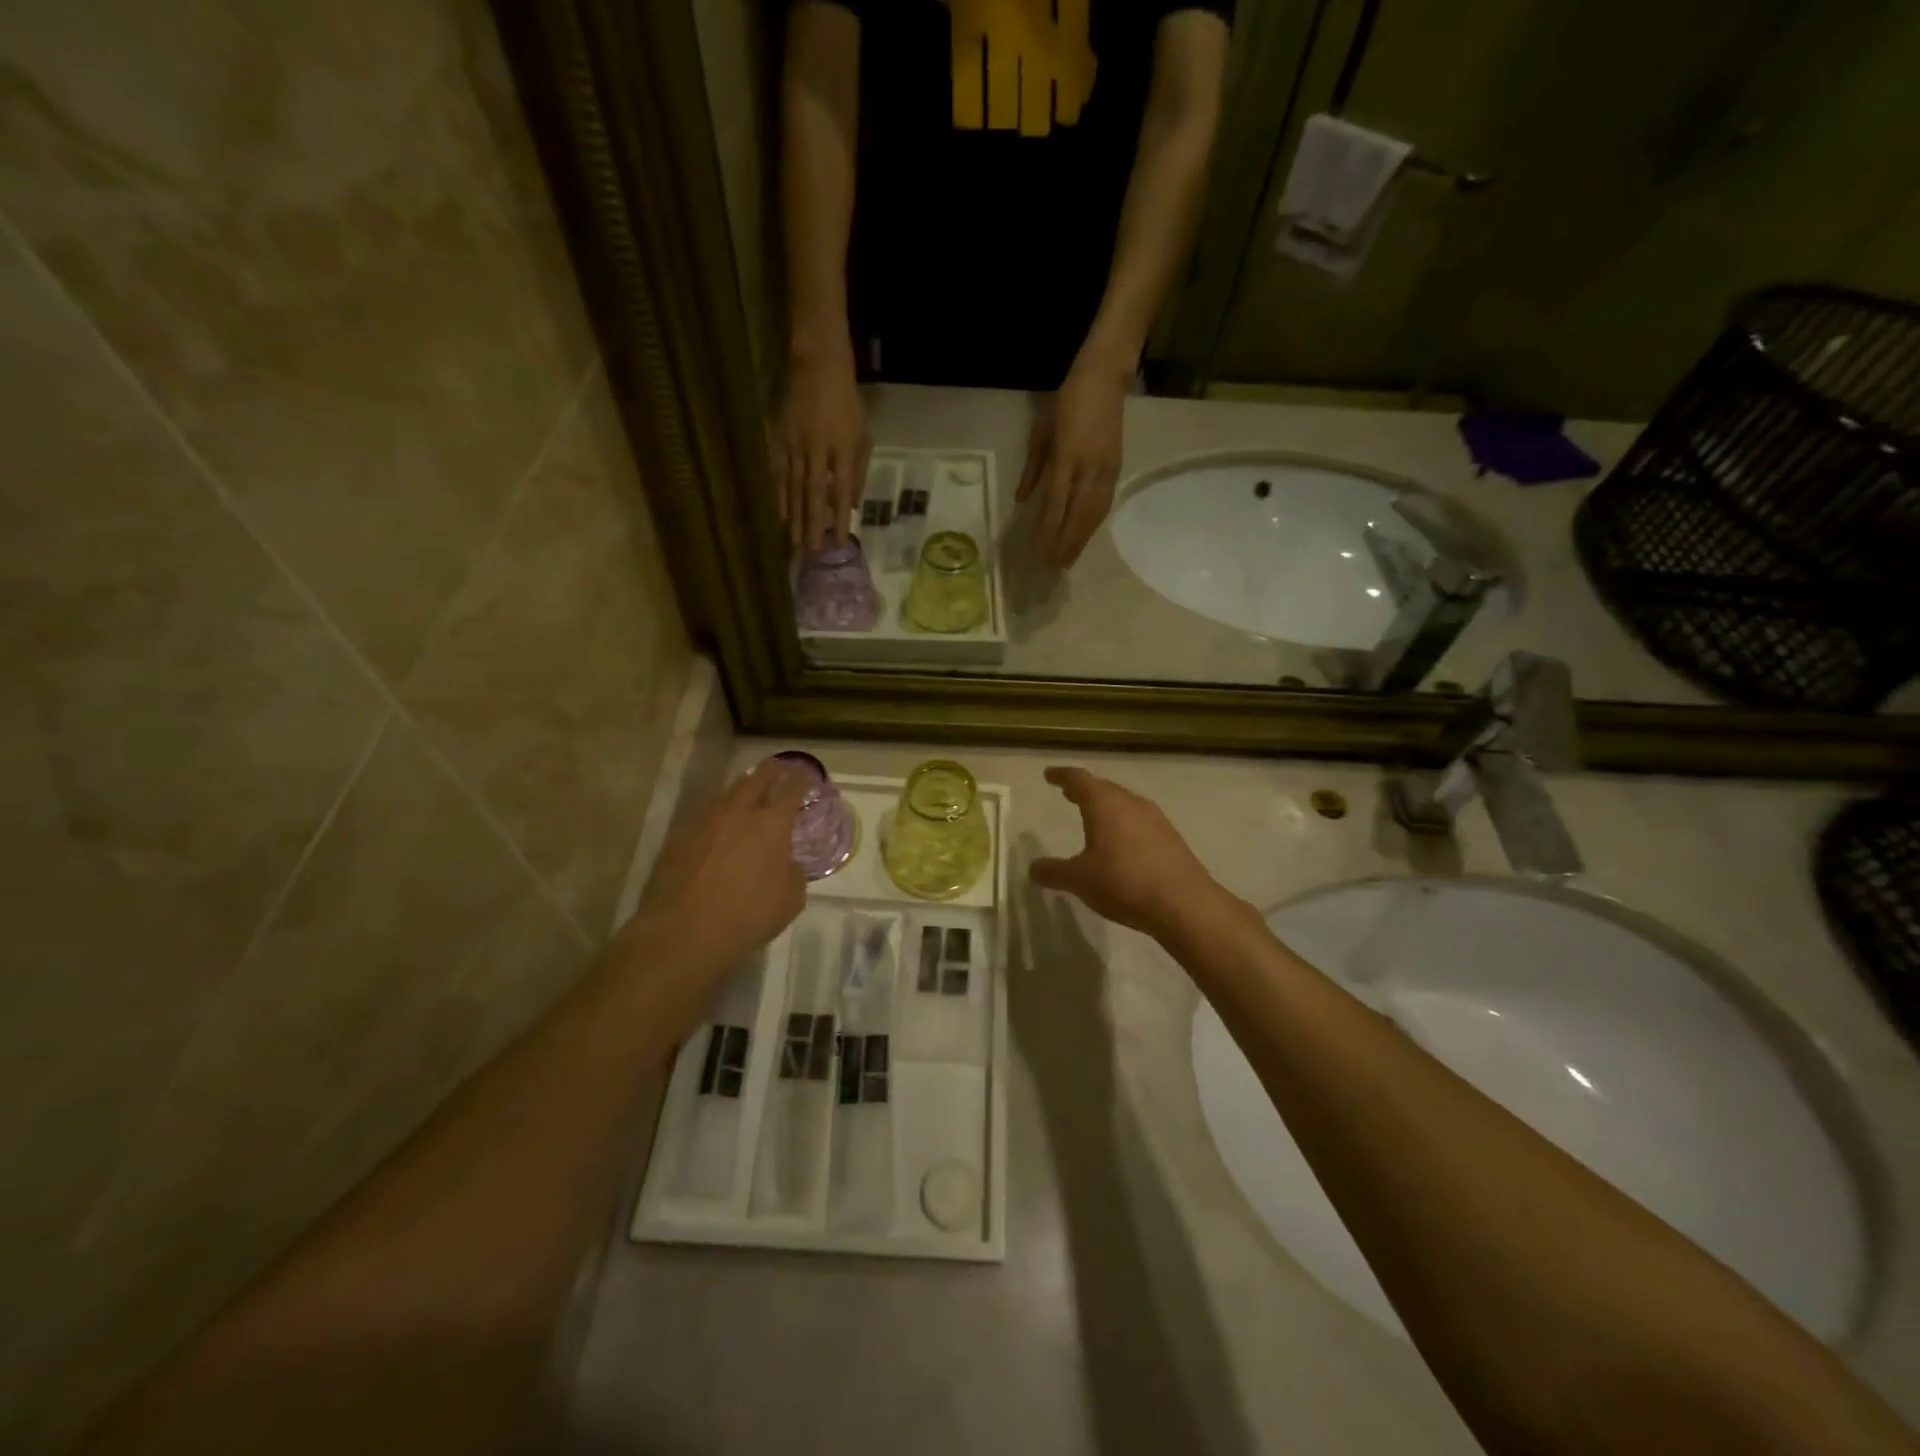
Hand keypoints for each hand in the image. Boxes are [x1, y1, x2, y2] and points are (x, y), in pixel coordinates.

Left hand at [630, 757, 811, 974]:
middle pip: (757, 778)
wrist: (682, 932)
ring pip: (728, 792)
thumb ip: (793, 873)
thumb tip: (786, 862)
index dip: (801, 779)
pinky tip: (720, 819)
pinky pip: (706, 812)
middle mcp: (739, 812)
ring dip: (742, 786)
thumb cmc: (746, 917)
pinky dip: (719, 810)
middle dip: (771, 770)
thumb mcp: (790, 900)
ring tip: (749, 787)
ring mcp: (706, 820)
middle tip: (778, 766)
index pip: (791, 790)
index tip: (805, 774)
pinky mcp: (680, 834)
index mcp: (772, 825)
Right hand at [771, 347, 868, 551]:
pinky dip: (779, 495)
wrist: (817, 364)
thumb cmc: (847, 401)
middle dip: (812, 525)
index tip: (840, 543)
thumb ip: (858, 470)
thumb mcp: (863, 434)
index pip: (842, 491)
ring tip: (794, 542)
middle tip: (811, 551)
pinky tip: (780, 514)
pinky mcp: (779, 438)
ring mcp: (795, 443)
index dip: (841, 518)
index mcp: (843, 447)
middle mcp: (818, 449)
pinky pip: (779, 472)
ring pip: (793, 487)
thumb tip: (852, 505)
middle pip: (814, 494)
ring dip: (794, 516)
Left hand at [1016, 362, 1126, 569]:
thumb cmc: (1065, 401)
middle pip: (1078, 515)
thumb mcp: (1041, 431)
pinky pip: (1104, 504)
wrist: (1104, 378)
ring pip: (1094, 514)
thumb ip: (1033, 468)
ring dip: (1081, 540)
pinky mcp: (1116, 469)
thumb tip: (1022, 501)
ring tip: (1069, 561)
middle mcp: (1089, 467)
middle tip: (1055, 569)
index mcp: (1067, 456)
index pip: (1056, 504)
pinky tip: (1085, 537)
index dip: (1048, 531)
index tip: (1038, 552)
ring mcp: (1106, 469)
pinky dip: (1093, 525)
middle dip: (1066, 544)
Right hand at [1029, 766, 1242, 945]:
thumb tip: (1033, 868)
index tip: (1049, 775)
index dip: (1062, 776)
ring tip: (1093, 816)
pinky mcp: (1170, 837)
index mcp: (1105, 805)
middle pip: (1104, 788)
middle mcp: (1131, 803)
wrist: (1184, 904)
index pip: (1079, 779)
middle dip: (1084, 790)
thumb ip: (1053, 872)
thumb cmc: (1124, 883)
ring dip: (1106, 806)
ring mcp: (1155, 819)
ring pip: (1124, 803)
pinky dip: (1124, 823)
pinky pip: (1140, 820)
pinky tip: (1122, 842)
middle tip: (1068, 793)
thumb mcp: (1079, 880)